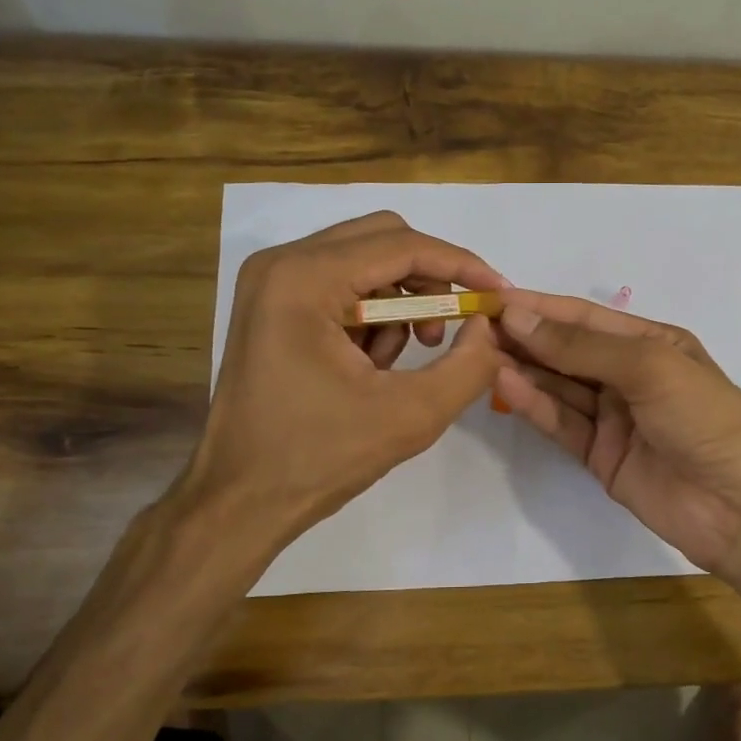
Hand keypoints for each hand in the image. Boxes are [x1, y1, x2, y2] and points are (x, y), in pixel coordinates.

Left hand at [178, 212, 505, 552]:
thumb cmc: (319, 458)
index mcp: (304, 279)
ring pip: (364, 263)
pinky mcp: (272, 306)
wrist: (241, 500)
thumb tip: (488, 327)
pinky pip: (342, 288)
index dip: (460, 265)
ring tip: (404, 361)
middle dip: (429, 282)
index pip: (401, 245)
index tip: (498, 294)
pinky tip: (370, 367)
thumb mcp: (411, 415)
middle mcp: (281, 264)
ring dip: (400, 304)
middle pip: (382, 240)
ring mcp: (271, 283)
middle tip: (451, 329)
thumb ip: (468, 365)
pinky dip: (372, 318)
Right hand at [495, 289, 740, 576]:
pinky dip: (534, 406)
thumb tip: (519, 317)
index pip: (584, 318)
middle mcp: (630, 375)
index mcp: (652, 343)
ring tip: (478, 354)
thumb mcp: (650, 367)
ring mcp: (614, 418)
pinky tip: (504, 386)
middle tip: (473, 328)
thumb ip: (582, 346)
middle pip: (567, 351)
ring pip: (559, 387)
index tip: (492, 298)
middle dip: (524, 338)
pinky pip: (562, 423)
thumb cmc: (706, 419)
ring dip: (523, 370)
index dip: (539, 307)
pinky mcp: (600, 456)